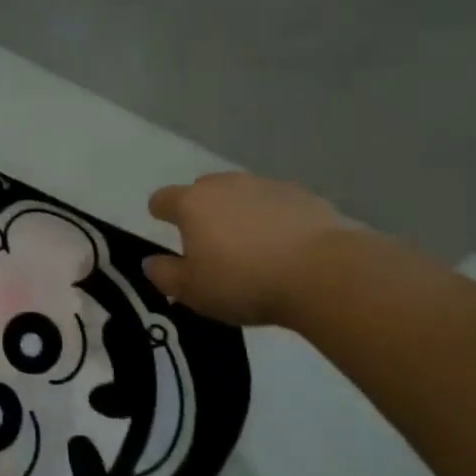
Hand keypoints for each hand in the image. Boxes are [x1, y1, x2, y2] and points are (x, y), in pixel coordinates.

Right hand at [143, 172, 355, 326]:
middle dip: (202, 210)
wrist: (325, 274)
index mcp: (192, 203)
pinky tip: (286, 247)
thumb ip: (165, 275)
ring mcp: (266, 186)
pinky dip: (274, 219)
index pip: (162, 198)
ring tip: (252, 246)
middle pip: (203, 190)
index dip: (160, 212)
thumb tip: (150, 263)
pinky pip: (277, 204)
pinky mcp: (304, 196)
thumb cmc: (245, 282)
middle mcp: (225, 185)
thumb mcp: (193, 291)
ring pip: (242, 194)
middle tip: (211, 243)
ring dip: (239, 213)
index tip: (164, 226)